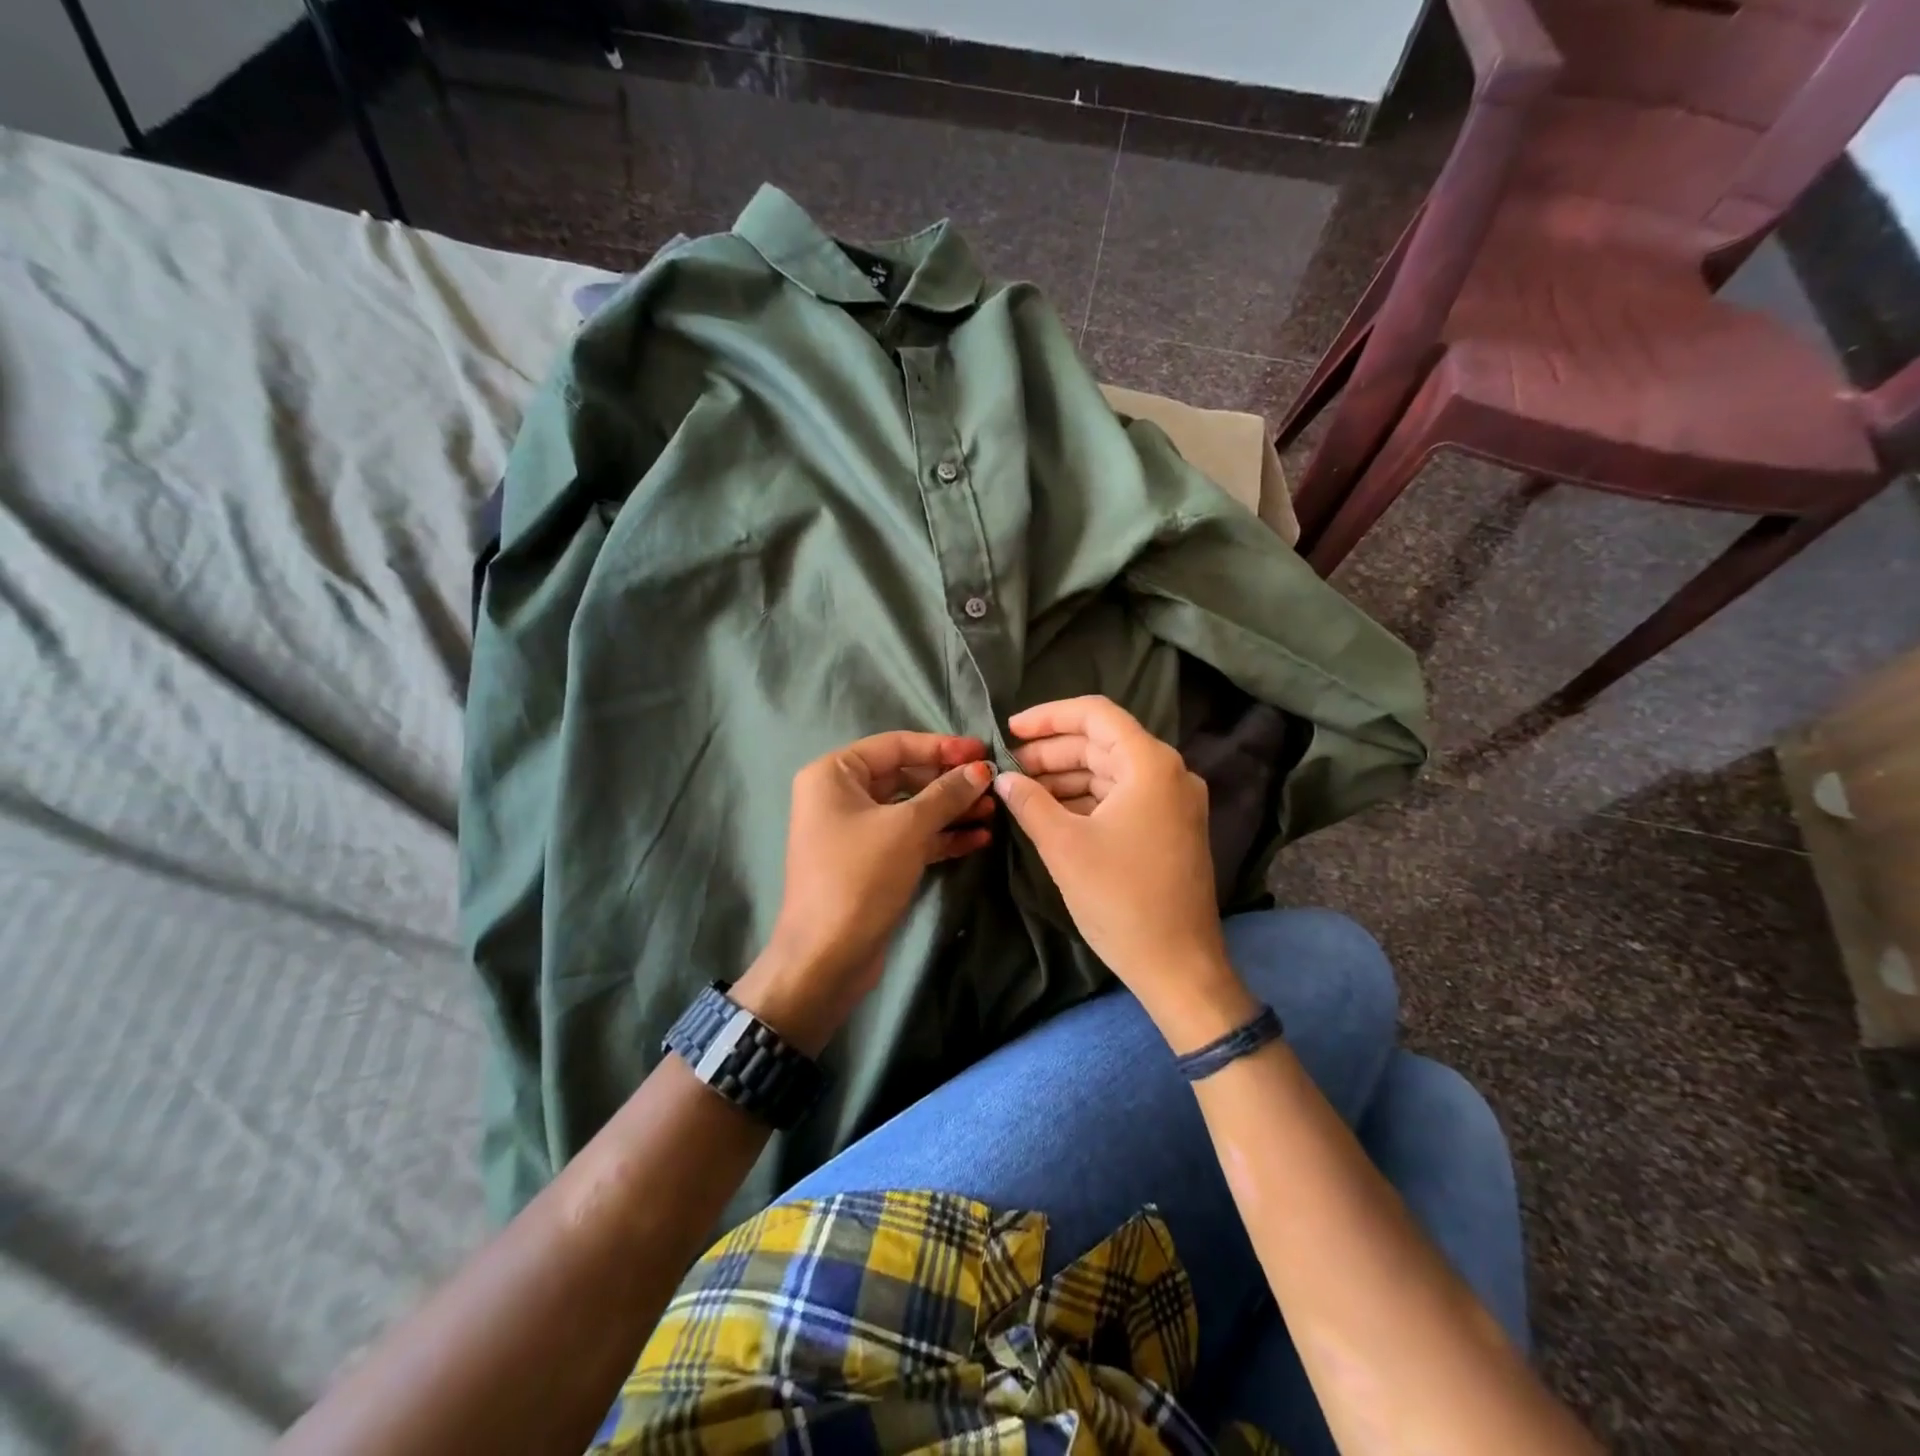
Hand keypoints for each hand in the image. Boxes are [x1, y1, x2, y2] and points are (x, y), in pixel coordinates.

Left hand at [737, 732, 994, 1052]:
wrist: (826, 958)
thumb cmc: (860, 877)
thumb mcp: (907, 828)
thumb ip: (947, 793)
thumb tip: (982, 768)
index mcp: (834, 773)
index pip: (896, 745)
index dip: (942, 746)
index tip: (983, 751)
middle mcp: (840, 795)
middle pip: (906, 775)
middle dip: (950, 782)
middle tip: (993, 785)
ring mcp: (855, 830)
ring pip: (911, 809)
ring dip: (952, 810)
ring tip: (994, 812)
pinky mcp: (871, 861)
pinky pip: (910, 837)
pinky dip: (941, 836)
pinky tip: (978, 839)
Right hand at [993, 697, 1256, 1050]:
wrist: (1178, 966)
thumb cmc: (1121, 899)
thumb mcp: (1064, 846)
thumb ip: (1029, 802)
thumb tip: (1003, 778)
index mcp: (1150, 764)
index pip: (1096, 714)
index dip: (1048, 716)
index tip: (1009, 729)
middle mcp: (1169, 773)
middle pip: (1102, 742)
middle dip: (1052, 751)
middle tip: (1009, 767)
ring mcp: (1173, 802)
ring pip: (1110, 771)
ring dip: (1066, 776)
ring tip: (1022, 790)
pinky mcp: (1170, 828)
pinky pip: (1122, 797)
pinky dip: (1086, 798)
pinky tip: (1052, 812)